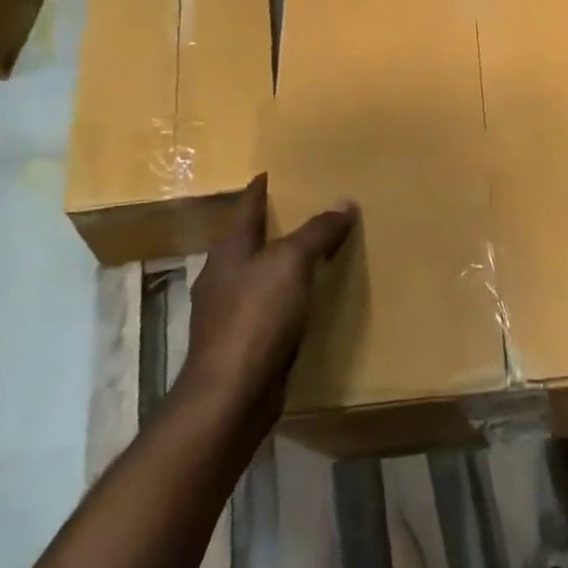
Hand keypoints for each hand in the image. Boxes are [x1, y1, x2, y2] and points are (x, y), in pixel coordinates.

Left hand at [177, 174, 355, 432]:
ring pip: (258, 276)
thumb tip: (344, 202)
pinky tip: (305, 302)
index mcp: (229, 250)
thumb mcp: (292, 263)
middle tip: (304, 209)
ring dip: (281, 265)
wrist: (231, 395)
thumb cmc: (257, 316)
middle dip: (272, 226)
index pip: (246, 207)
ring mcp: (228, 313)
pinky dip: (286, 298)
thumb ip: (317, 231)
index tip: (270, 172)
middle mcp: (223, 277)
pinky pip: (268, 309)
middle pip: (249, 241)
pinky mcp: (241, 344)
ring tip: (312, 253)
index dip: (259, 189)